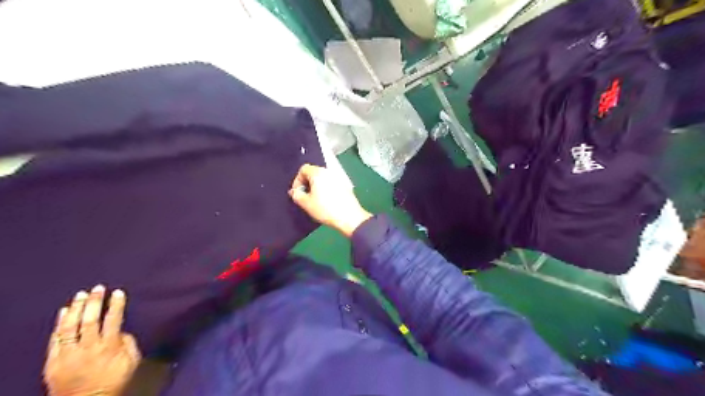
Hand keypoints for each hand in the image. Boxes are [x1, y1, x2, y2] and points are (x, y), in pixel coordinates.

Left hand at [44, 286, 140, 394]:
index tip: (118, 292)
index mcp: (109, 348)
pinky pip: (55, 340)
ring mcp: (68, 355)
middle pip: (90, 321)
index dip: (116, 305)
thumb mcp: (131, 362)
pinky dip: (59, 324)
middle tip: (98, 288)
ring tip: (81, 294)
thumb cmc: (114, 381)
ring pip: (70, 328)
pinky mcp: (53, 362)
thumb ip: (128, 343)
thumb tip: (121, 330)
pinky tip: (64, 311)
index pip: (113, 320)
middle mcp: (88, 349)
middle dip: (94, 302)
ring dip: (76, 309)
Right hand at [287, 163, 370, 235]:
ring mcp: (339, 178)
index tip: (297, 192)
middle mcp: (329, 172)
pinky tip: (327, 202)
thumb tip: (294, 191)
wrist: (350, 217)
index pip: (303, 169)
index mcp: (318, 173)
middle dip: (307, 183)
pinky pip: (331, 183)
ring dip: (316, 186)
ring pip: (323, 178)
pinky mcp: (346, 186)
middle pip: (314, 172)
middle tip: (305, 197)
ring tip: (315, 200)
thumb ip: (297, 195)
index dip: (297, 180)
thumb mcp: (306, 204)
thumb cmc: (326, 209)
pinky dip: (326, 189)